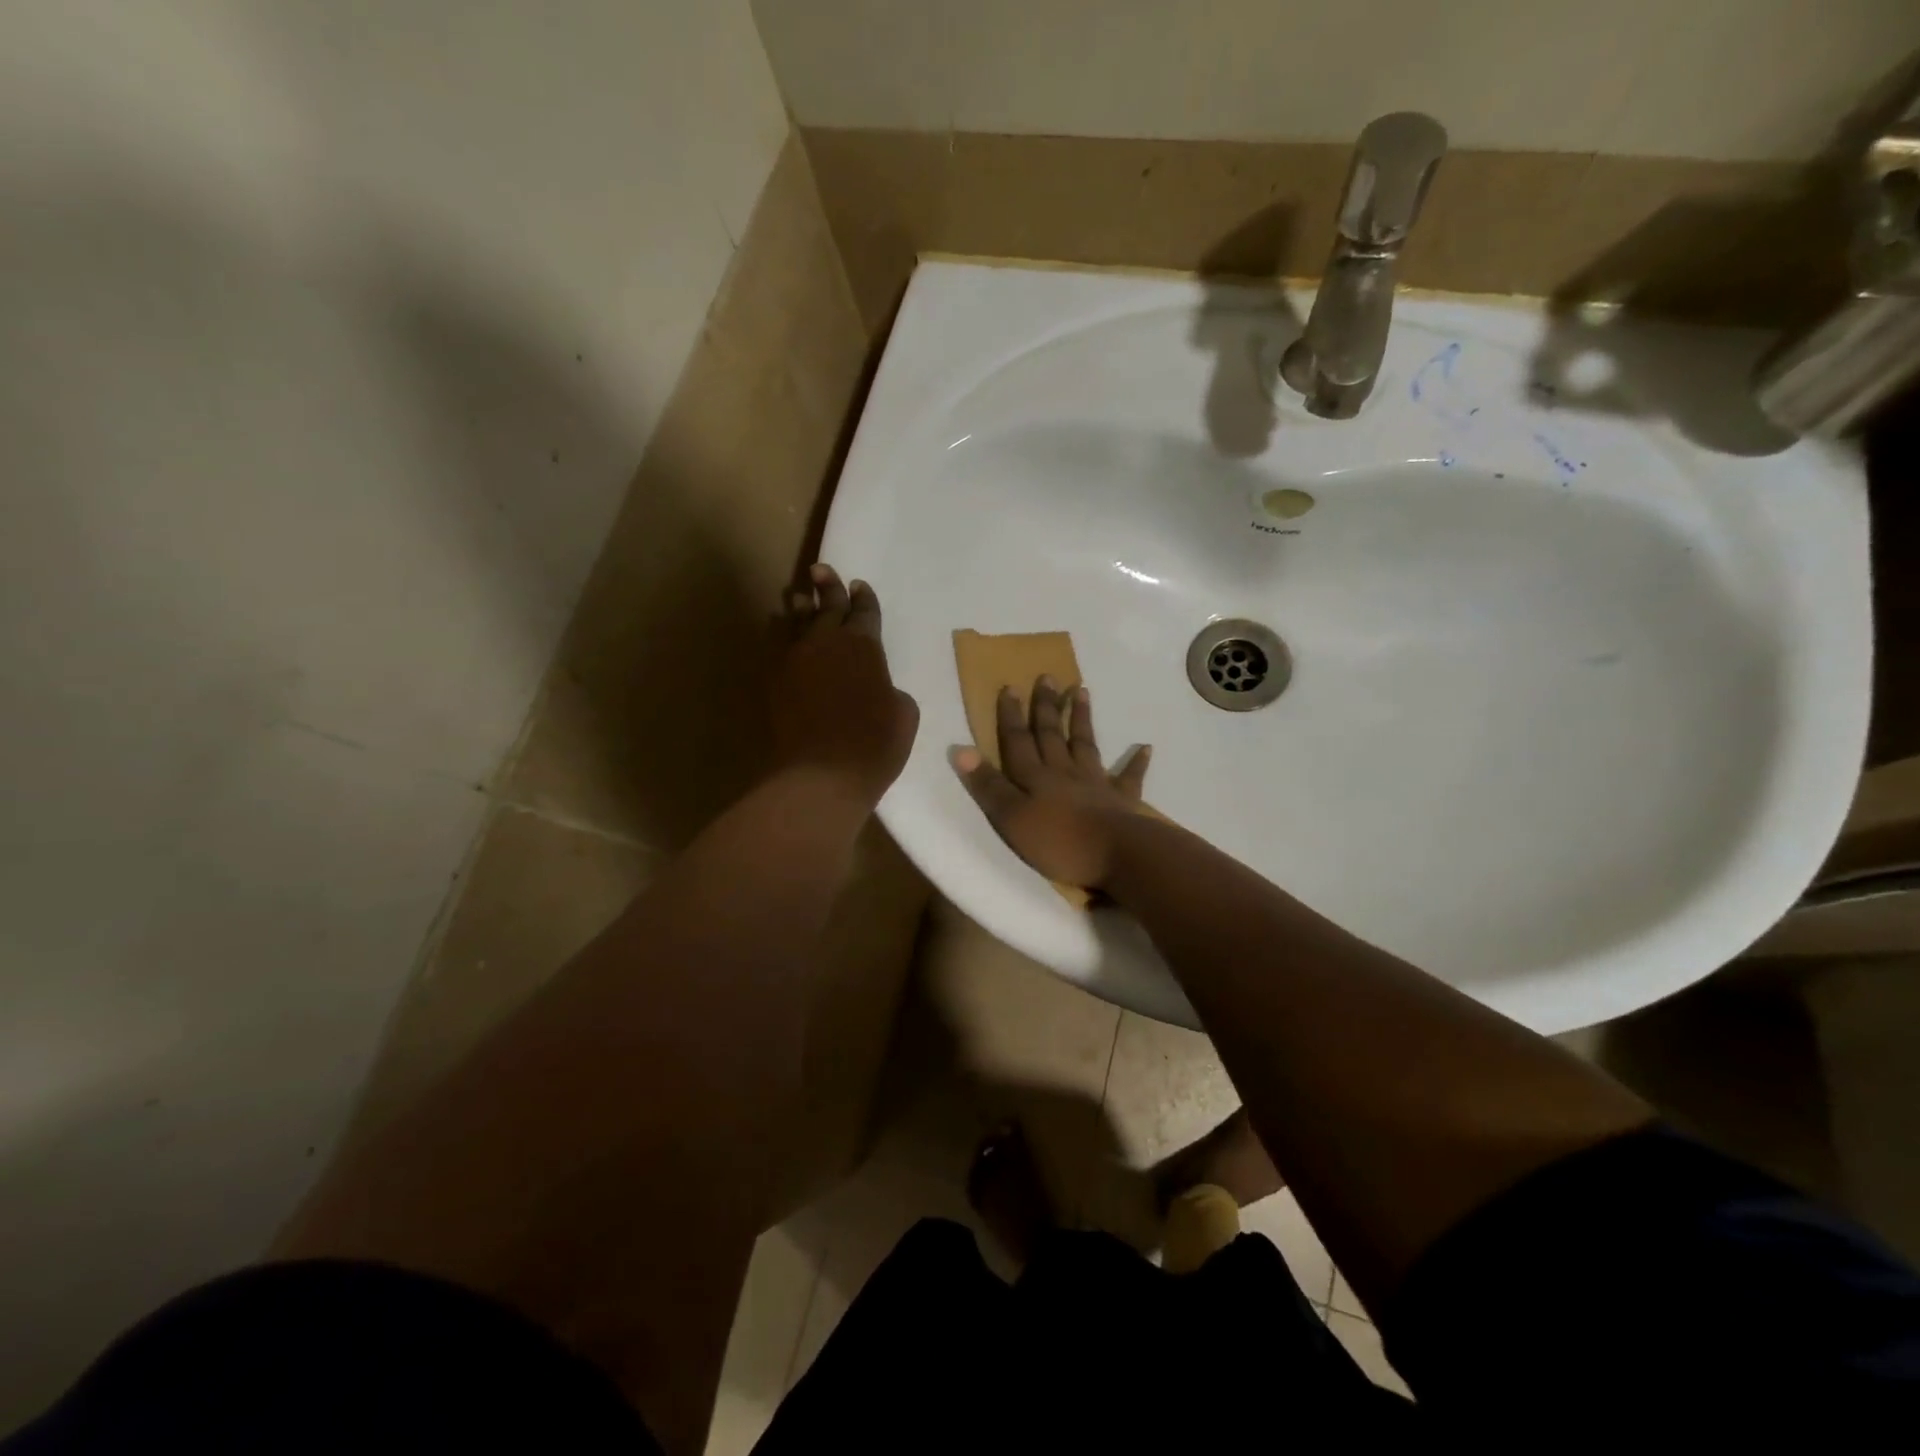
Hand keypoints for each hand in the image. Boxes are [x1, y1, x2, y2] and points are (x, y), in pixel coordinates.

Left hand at [772, 564, 918, 809]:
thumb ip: (892, 690)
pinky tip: (781, 630)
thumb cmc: (874, 744)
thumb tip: (880, 688)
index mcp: (864, 645)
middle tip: (821, 570)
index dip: (864, 598)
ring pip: (798, 623)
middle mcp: (827, 643)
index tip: (860, 586)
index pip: (865, 612)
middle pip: (828, 607)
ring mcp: (797, 660)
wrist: (821, 775)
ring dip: (801, 607)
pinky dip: (782, 634)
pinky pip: (779, 647)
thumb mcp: (904, 714)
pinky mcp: (775, 682)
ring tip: (799, 595)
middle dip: (828, 587)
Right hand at [953, 677, 1151, 890]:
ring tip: (1082, 691)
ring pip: (1086, 745)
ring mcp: (1096, 784)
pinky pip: (1129, 778)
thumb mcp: (1012, 818)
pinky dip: (1136, 762)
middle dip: (1046, 707)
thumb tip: (961, 749)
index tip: (1009, 687)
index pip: (1018, 741)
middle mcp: (1064, 773)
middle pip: (1052, 735)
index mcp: (1035, 778)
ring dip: (1081, 719)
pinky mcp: (1123, 802)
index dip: (1011, 716)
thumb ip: (989, 785)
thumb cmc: (1059, 841)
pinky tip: (1145, 747)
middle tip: (1047, 677)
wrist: (1118, 854)